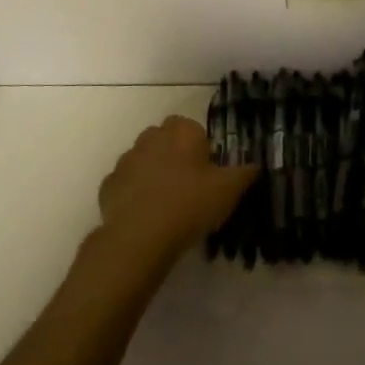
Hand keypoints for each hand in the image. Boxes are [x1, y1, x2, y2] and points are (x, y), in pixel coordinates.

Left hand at [94, 116, 257, 271]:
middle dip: (175, 155)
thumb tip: (255, 165)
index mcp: (181, 131)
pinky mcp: (109, 184)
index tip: (208, 172)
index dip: (200, 148)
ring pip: (143, 159)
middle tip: (189, 186)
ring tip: (166, 204)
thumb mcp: (229, 190)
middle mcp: (151, 137)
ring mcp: (126, 160)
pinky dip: (133, 193)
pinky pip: (126, 184)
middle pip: (165, 139)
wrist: (141, 236)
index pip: (192, 128)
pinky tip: (145, 215)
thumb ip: (245, 173)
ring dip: (153, 173)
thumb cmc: (190, 204)